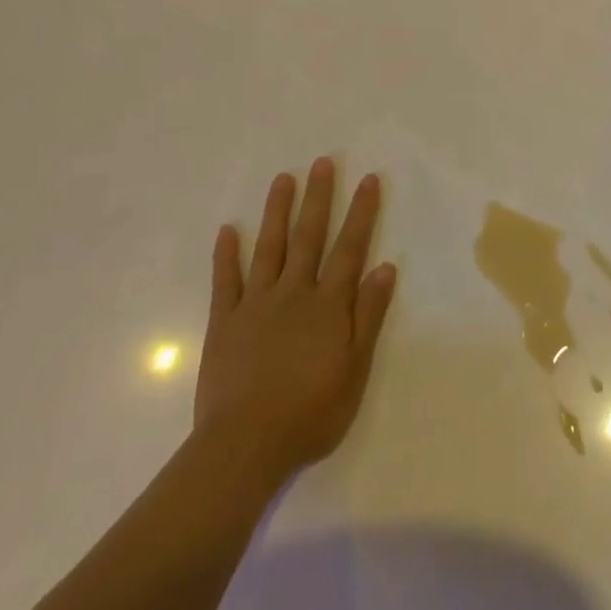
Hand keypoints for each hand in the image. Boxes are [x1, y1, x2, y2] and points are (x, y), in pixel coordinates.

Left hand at [193, 158, 396, 484]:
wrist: (244, 447)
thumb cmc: (310, 412)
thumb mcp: (355, 368)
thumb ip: (369, 315)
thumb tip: (386, 266)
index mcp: (328, 304)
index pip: (350, 247)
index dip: (361, 212)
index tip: (368, 179)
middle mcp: (294, 292)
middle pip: (309, 236)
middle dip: (319, 197)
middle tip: (322, 162)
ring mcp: (256, 304)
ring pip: (269, 247)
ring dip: (277, 211)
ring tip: (283, 178)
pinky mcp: (224, 322)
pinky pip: (226, 280)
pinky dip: (227, 254)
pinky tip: (228, 229)